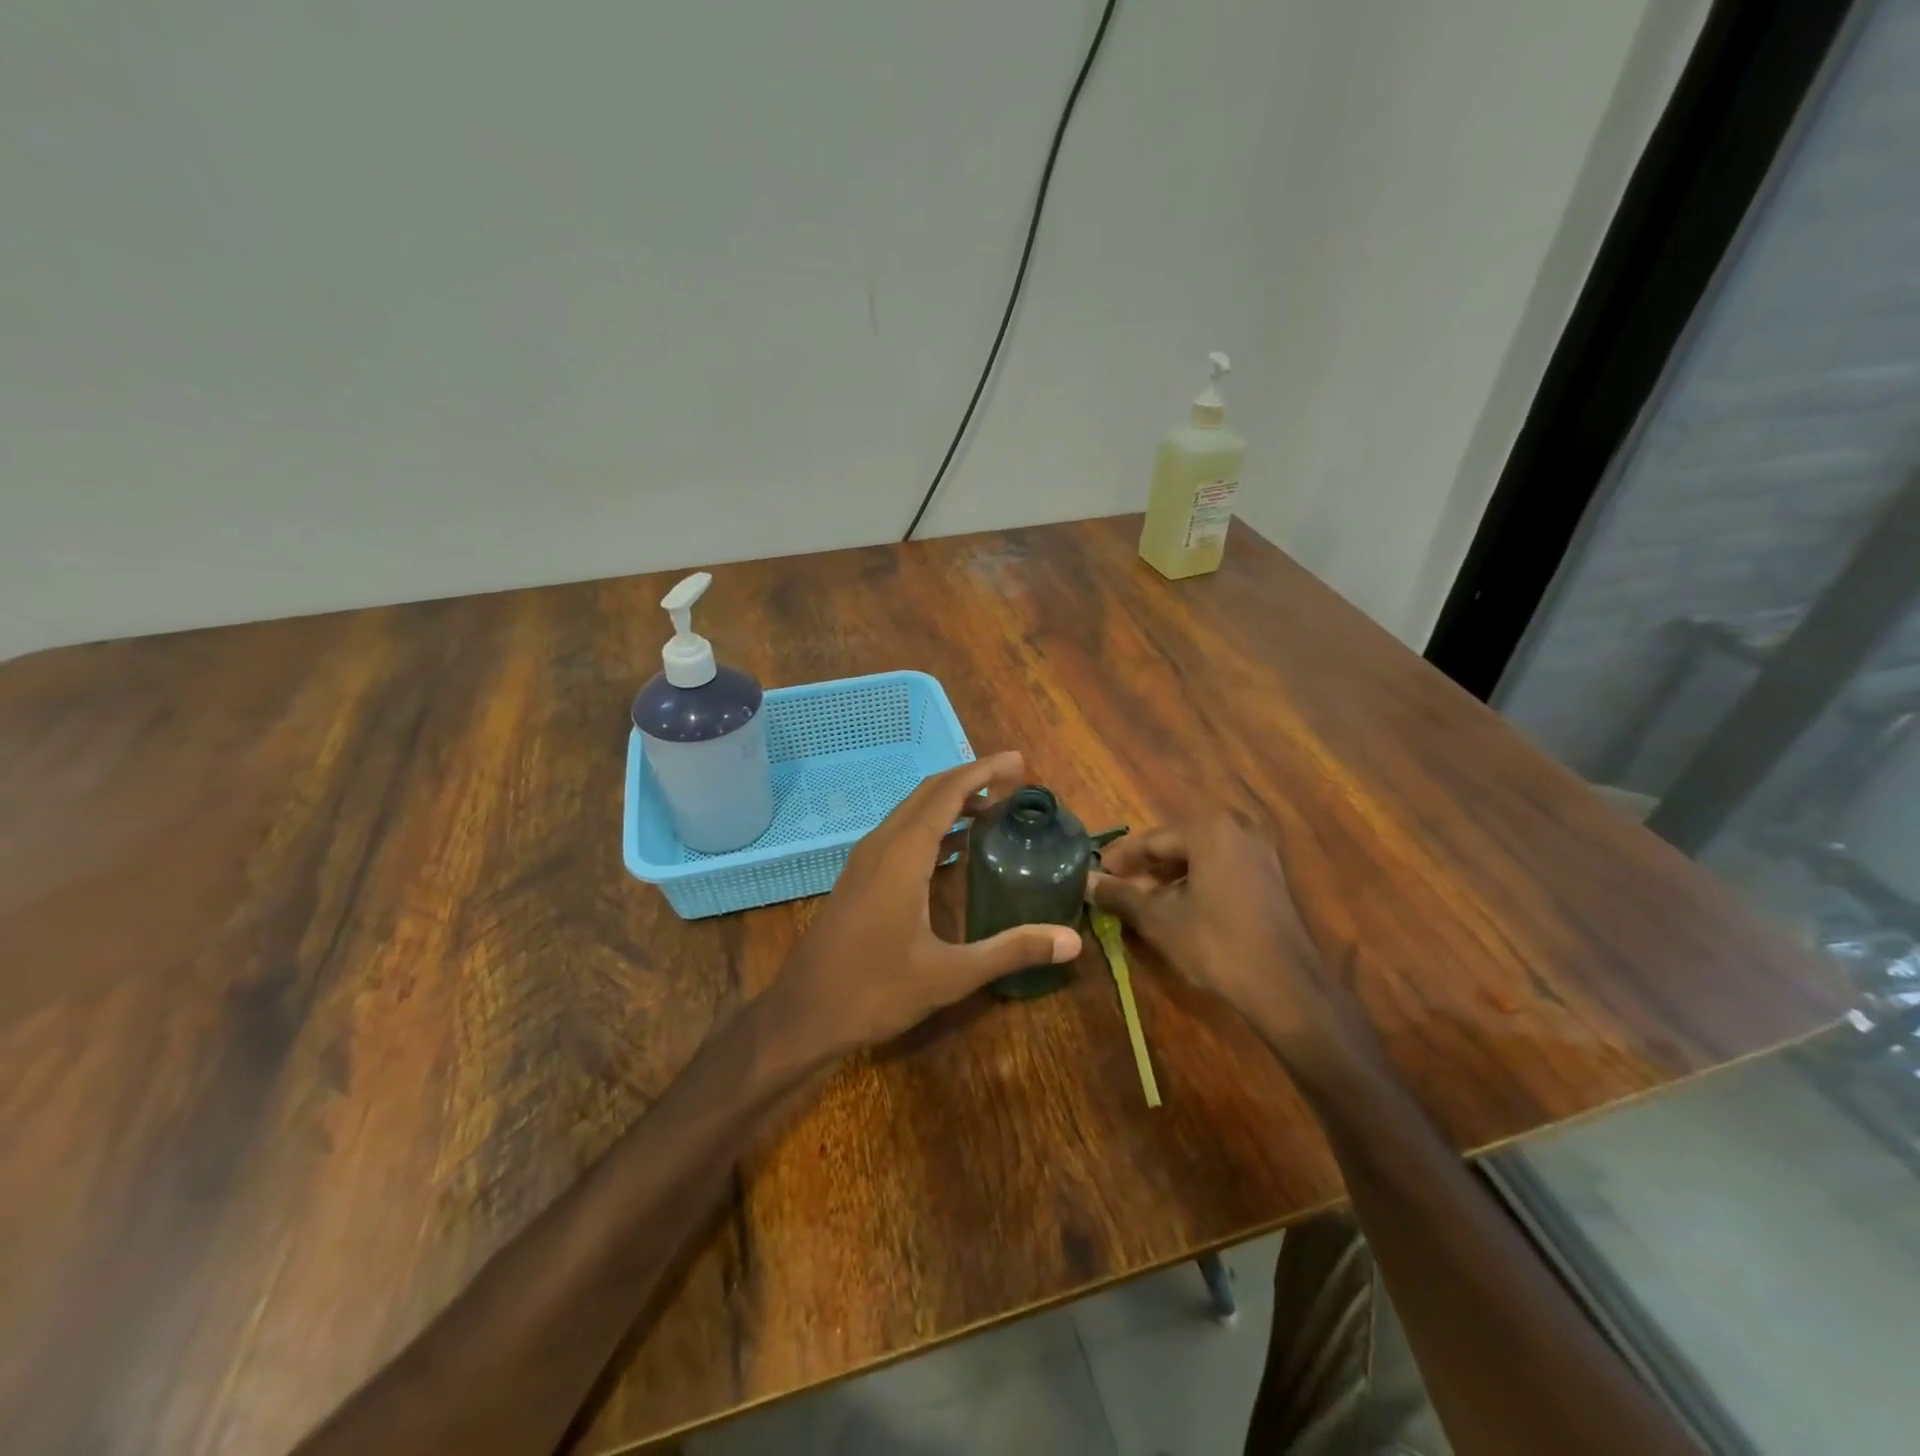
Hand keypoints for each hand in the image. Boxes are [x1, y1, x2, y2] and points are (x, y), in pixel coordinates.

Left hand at [771, 752, 1081, 1056]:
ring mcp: (864, 860)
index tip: (1019, 762)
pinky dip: (932, 826)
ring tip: (992, 809)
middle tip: (1014, 782)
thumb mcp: (950, 974)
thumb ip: (1011, 951)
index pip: (947, 792)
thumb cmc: (875, 990)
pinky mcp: (858, 878)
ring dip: (950, 802)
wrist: (803, 1015)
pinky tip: (954, 850)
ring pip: (911, 812)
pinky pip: (900, 834)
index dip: (983, 771)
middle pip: (928, 793)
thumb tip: (1072, 941)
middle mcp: (881, 845)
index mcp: (903, 854)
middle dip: (970, 780)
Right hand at [1086, 815, 1372, 1073]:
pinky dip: (1196, 883)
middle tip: (1116, 888)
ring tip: (1142, 902)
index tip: (1096, 874)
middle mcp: (1236, 829)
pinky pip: (1222, 869)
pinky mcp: (1271, 877)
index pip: (1151, 840)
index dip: (1120, 859)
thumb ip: (1120, 895)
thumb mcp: (1159, 919)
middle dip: (1145, 868)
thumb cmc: (1215, 943)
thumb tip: (1086, 882)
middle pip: (1176, 845)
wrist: (1285, 986)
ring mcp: (1259, 852)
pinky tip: (1178, 908)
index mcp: (1208, 830)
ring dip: (1169, 878)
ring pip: (1199, 858)